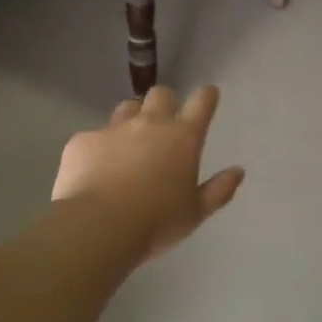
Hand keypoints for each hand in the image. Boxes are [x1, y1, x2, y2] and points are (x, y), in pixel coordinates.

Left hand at [53, 85, 245, 263]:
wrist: (98, 226)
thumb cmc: (156, 223)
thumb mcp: (195, 213)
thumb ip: (219, 190)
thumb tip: (238, 171)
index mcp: (182, 138)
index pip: (201, 103)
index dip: (206, 96)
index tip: (208, 94)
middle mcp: (149, 124)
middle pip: (161, 94)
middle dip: (165, 103)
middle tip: (163, 125)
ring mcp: (113, 129)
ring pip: (127, 109)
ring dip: (132, 119)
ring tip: (128, 145)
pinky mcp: (83, 141)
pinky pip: (93, 136)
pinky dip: (98, 149)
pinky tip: (94, 171)